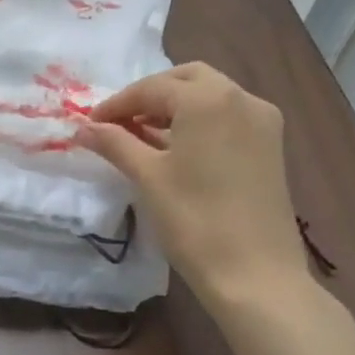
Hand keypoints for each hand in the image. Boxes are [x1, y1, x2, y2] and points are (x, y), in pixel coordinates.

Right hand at [78, 63, 305, 299]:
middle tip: (120, 122)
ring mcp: (263, 122)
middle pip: (187, 79)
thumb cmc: (194, 220)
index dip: (117, 104)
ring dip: (175, 106)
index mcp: (209, 99)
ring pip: (211, 96)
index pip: (153, 88)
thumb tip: (83, 127)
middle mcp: (242, 98)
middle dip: (150, 95)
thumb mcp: (147, 177)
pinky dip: (199, 121)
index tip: (90, 123)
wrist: (256, 275)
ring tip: (141, 134)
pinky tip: (176, 147)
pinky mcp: (271, 146)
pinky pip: (228, 117)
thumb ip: (114, 143)